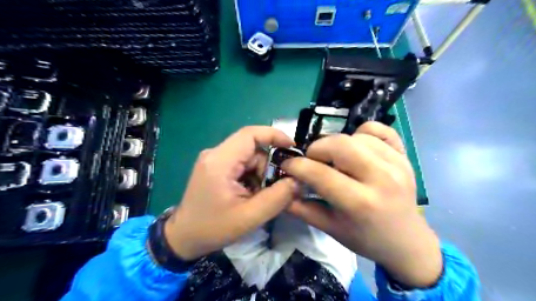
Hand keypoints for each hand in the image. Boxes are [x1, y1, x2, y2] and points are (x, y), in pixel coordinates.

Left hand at [163, 125, 297, 259]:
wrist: (183, 238)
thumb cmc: (212, 229)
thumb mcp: (250, 217)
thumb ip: (277, 198)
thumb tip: (297, 180)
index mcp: (220, 161)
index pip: (250, 134)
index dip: (274, 135)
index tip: (293, 147)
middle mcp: (216, 154)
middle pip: (252, 149)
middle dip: (268, 167)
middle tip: (276, 189)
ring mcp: (215, 160)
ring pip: (249, 158)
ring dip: (260, 175)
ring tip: (259, 197)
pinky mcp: (216, 167)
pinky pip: (242, 165)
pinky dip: (252, 177)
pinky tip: (250, 195)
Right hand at [282, 122, 441, 286]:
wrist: (406, 241)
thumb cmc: (366, 238)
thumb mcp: (330, 229)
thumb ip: (302, 209)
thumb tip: (281, 189)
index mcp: (360, 203)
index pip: (320, 173)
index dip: (297, 166)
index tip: (288, 165)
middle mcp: (381, 179)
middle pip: (340, 145)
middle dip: (317, 149)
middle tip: (313, 161)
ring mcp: (397, 164)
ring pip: (357, 135)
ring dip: (337, 144)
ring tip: (335, 159)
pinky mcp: (405, 156)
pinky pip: (379, 130)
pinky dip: (362, 133)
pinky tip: (357, 147)